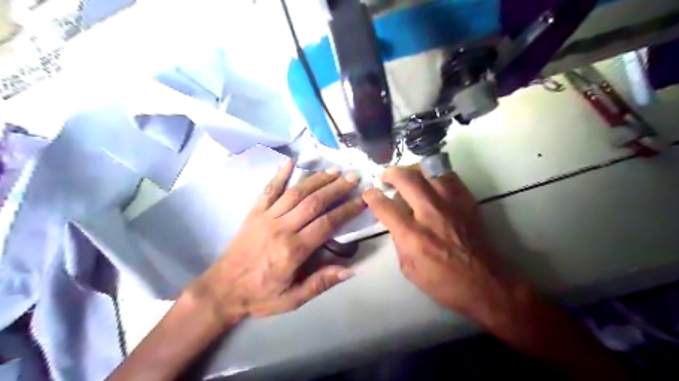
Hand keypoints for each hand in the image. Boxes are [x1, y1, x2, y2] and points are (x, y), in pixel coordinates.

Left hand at [188, 160, 362, 324]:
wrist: (221, 290)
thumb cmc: (260, 296)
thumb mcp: (292, 299)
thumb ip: (320, 283)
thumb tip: (350, 271)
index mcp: (293, 250)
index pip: (327, 223)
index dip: (347, 210)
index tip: (362, 199)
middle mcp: (281, 228)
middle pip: (313, 202)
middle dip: (336, 188)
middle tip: (352, 177)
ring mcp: (266, 217)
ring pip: (295, 192)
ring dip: (316, 179)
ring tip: (333, 170)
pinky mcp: (253, 213)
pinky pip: (267, 190)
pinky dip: (279, 175)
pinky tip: (290, 162)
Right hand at [363, 167, 518, 326]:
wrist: (486, 284)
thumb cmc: (444, 283)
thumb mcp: (409, 269)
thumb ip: (399, 241)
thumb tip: (395, 221)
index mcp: (413, 235)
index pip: (385, 206)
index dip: (372, 196)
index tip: (369, 193)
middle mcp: (430, 214)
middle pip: (406, 179)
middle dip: (390, 173)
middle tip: (385, 177)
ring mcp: (451, 204)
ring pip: (428, 170)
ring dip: (412, 169)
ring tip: (407, 176)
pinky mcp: (467, 201)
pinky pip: (448, 176)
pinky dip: (434, 175)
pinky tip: (431, 182)